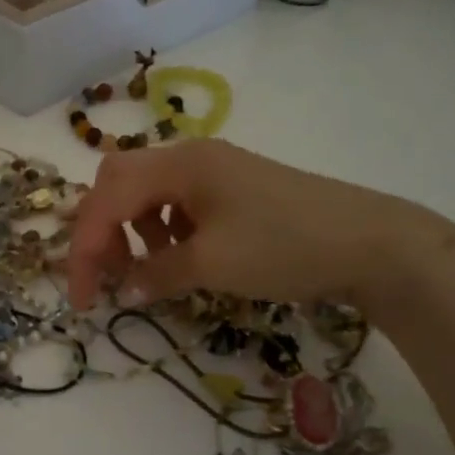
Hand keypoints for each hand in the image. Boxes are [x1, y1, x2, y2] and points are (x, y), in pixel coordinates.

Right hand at [64, 139, 448, 313]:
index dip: (85, 248)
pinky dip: (165, 231)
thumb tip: (123, 290)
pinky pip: (179, 203)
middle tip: (106, 275)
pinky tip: (184, 256)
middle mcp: (190, 157)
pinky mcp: (234, 189)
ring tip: (150, 270)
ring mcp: (215, 170)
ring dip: (134, 231)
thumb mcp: (212, 264)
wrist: (371, 242)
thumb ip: (156, 274)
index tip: (82, 298)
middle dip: (102, 230)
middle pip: (120, 183)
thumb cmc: (284, 246)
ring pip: (148, 193)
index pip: (107, 199)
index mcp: (179, 164)